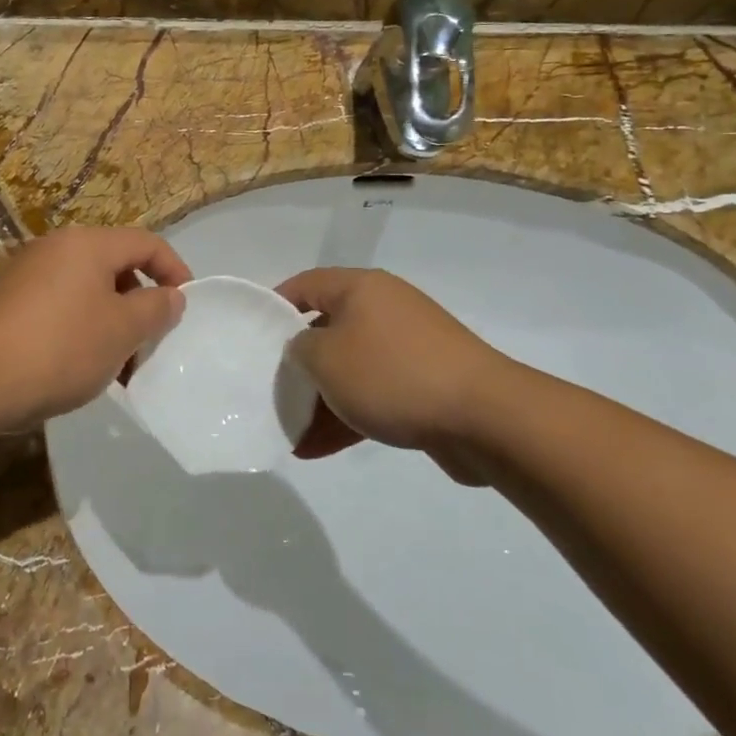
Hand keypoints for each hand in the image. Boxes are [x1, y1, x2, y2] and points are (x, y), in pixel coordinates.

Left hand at [0, 226, 190, 433]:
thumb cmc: (60, 349)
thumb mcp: (122, 331)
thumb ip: (156, 308)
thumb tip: (170, 295)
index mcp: (86, 244)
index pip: (146, 242)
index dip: (174, 269)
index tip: (185, 305)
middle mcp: (54, 247)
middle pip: (114, 265)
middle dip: (139, 302)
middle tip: (148, 341)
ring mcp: (24, 272)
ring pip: (85, 288)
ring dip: (110, 320)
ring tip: (115, 364)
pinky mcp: (4, 300)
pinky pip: (57, 303)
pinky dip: (79, 325)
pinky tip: (76, 364)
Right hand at [278, 267, 528, 483]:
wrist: (484, 417)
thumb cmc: (392, 374)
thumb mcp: (325, 358)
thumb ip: (298, 349)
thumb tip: (304, 350)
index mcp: (360, 289)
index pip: (304, 286)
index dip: (274, 308)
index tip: (252, 339)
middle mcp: (383, 310)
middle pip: (325, 330)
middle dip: (296, 366)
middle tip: (270, 393)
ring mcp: (406, 348)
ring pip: (349, 369)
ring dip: (319, 401)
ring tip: (290, 434)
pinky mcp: (423, 384)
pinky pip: (373, 396)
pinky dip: (347, 418)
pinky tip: (317, 450)